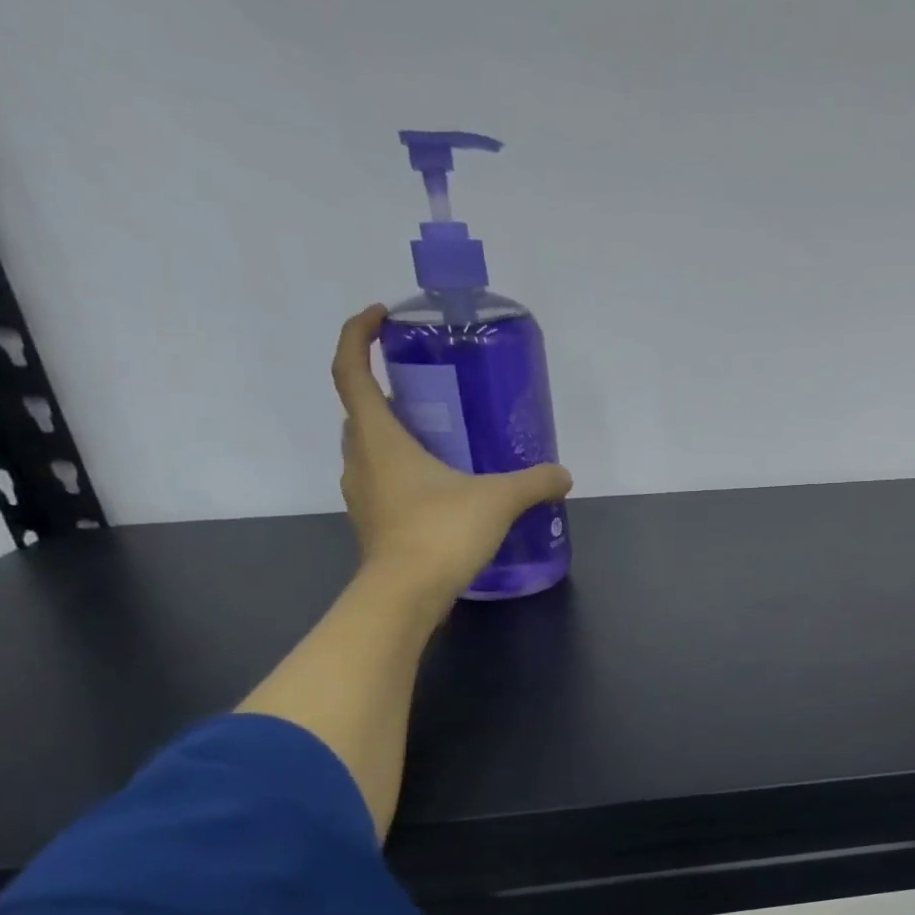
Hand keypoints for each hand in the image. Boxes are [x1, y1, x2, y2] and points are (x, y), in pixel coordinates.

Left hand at [331, 305, 571, 601]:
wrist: (405, 596)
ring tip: (438, 437)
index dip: (359, 335)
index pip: (351, 369)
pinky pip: (382, 480)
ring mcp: (362, 494)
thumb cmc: (440, 533)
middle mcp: (360, 458)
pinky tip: (440, 487)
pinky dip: (402, 470)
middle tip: (426, 388)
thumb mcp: (498, 500)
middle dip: (385, 388)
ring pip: (369, 448)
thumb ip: (533, 482)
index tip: (381, 318)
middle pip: (360, 408)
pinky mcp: (374, 522)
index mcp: (378, 436)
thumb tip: (563, 475)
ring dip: (394, 433)